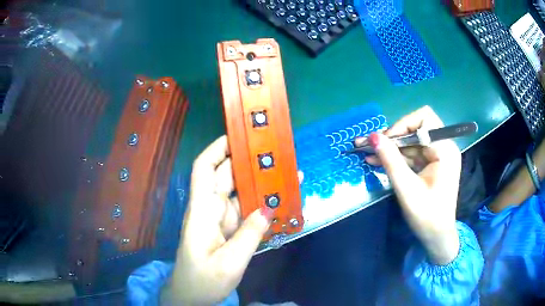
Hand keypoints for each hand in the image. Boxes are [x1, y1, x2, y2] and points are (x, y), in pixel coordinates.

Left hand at [163, 136, 273, 304]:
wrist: (192, 296)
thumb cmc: (202, 280)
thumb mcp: (228, 263)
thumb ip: (249, 236)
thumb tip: (268, 210)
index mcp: (202, 211)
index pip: (205, 169)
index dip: (218, 148)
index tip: (241, 135)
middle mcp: (210, 209)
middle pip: (227, 176)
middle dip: (250, 162)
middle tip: (278, 152)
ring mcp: (220, 219)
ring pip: (240, 193)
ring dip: (261, 183)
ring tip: (287, 173)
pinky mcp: (229, 229)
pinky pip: (246, 211)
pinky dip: (262, 204)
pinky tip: (280, 201)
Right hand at [365, 106, 460, 264]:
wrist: (437, 237)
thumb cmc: (426, 216)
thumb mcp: (406, 188)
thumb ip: (390, 160)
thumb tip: (373, 136)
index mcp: (445, 150)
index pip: (424, 119)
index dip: (402, 125)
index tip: (384, 141)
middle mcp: (444, 147)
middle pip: (416, 128)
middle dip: (393, 136)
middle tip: (370, 144)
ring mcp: (438, 156)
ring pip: (411, 141)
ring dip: (391, 147)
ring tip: (367, 152)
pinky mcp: (431, 164)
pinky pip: (412, 153)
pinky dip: (396, 156)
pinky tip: (378, 160)